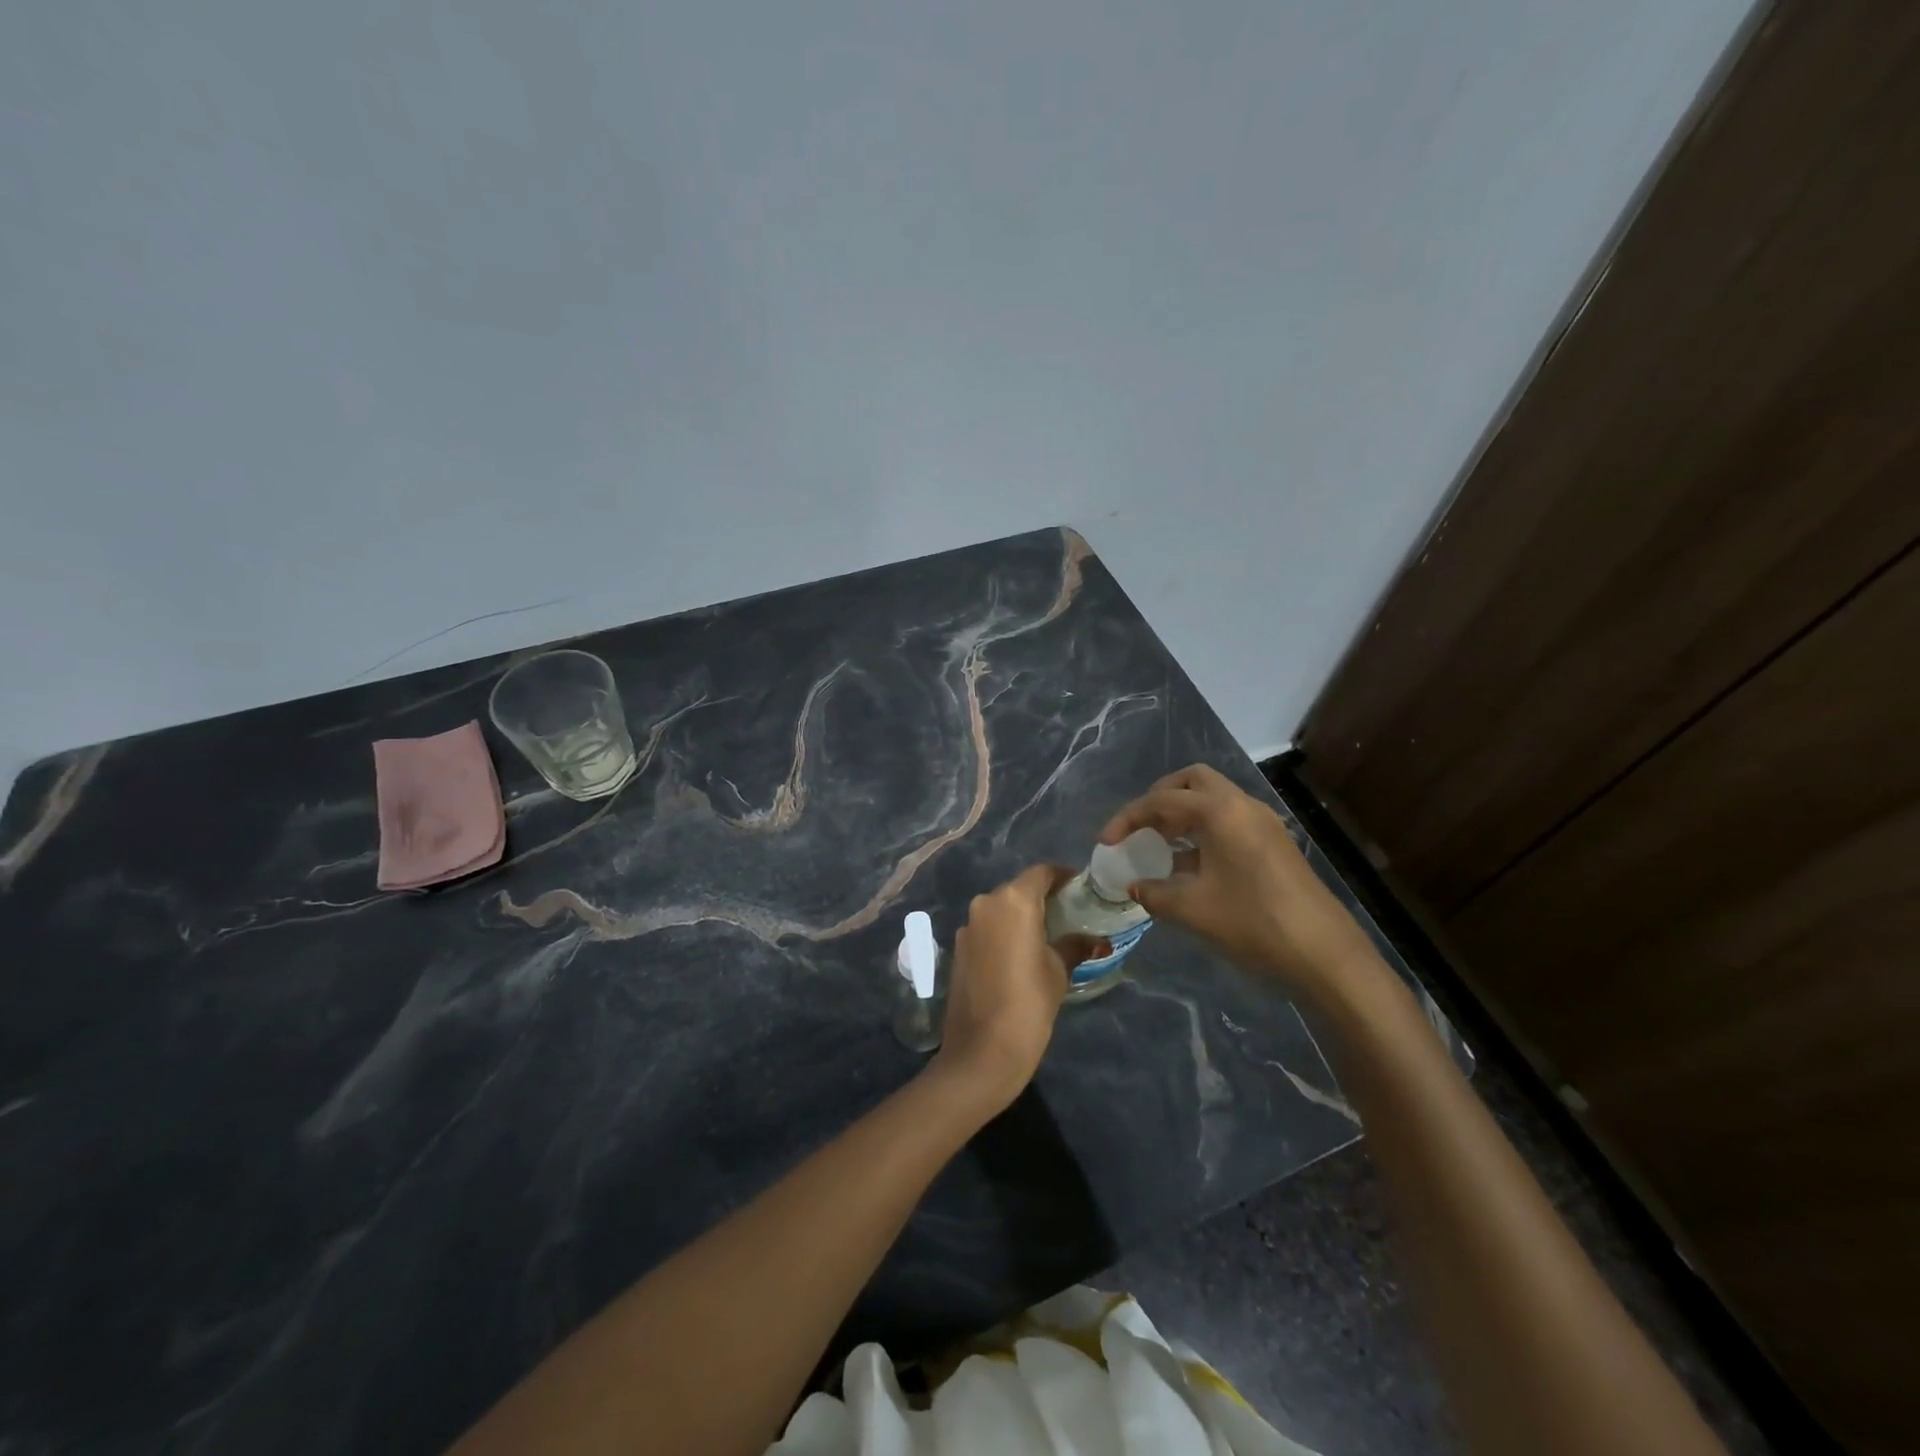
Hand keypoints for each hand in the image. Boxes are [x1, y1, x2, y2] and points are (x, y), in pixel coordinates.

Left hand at [931, 865, 1095, 1112]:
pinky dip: (1004, 932)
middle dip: (1043, 898)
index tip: (1081, 890)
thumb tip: (1098, 940)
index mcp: (1014, 900)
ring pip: (1001, 909)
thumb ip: (1075, 945)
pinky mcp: (958, 947)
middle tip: (1069, 915)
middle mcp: (986, 902)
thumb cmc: (1029, 1003)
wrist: (982, 1051)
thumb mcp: (1059, 971)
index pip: (1042, 873)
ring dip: (1022, 916)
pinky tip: (1020, 954)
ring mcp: (968, 925)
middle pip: (1019, 889)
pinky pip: (987, 928)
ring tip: (1047, 936)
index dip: (1063, 877)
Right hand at [1100, 764, 1380, 1001]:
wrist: (1324, 954)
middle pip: (1192, 781)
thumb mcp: (1193, 910)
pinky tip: (1190, 865)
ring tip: (1158, 845)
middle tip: (1139, 827)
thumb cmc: (1253, 923)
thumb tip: (1134, 886)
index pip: (1161, 800)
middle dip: (1159, 798)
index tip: (1105, 843)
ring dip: (1182, 814)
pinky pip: (1229, 820)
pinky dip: (1203, 829)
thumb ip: (1154, 893)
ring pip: (1213, 799)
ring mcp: (1263, 822)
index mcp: (1220, 811)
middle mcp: (1242, 805)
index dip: (1127, 818)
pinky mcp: (1274, 843)